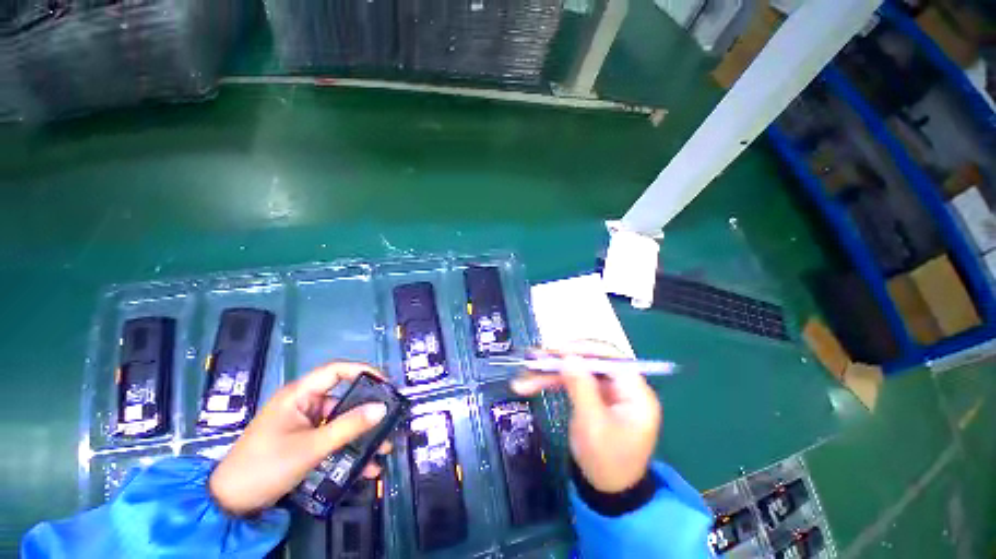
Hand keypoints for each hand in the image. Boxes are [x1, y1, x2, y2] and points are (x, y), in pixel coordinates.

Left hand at [209, 362, 392, 514]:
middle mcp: (304, 404)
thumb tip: (382, 408)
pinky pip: (333, 438)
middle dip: (368, 412)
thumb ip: (349, 426)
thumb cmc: (266, 466)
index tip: (385, 383)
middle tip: (390, 419)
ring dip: (362, 436)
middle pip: (343, 398)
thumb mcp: (311, 447)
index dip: (362, 371)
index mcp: (299, 394)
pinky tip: (366, 467)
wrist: (230, 503)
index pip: (336, 371)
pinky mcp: (304, 440)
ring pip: (341, 422)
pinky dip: (349, 449)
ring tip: (383, 449)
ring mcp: (304, 423)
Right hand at [512, 352, 661, 493]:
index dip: (584, 349)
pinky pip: (571, 381)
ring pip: (576, 369)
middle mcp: (622, 385)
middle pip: (590, 360)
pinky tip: (530, 384)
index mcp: (635, 392)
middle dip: (561, 360)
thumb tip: (568, 357)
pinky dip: (551, 381)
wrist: (606, 490)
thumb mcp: (593, 425)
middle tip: (535, 359)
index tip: (558, 350)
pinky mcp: (592, 394)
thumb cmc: (606, 461)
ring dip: (550, 371)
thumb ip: (582, 388)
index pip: (612, 357)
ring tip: (525, 375)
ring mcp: (606, 389)